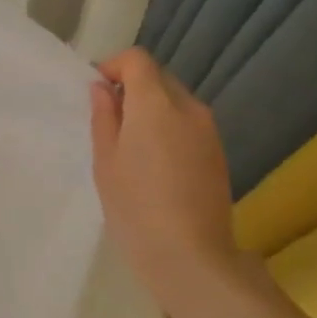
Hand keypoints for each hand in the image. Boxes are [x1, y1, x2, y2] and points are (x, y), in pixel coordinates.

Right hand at [89, 48, 264, 317]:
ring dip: (153, 109)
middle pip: (159, 77)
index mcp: (155, 104)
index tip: (97, 91)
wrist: (192, 258)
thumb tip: (103, 89)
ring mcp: (208, 131)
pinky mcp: (219, 153)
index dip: (114, 66)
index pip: (138, 59)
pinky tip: (157, 165)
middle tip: (111, 121)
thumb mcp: (106, 162)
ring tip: (133, 146)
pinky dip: (170, 128)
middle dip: (133, 87)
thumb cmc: (136, 208)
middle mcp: (188, 107)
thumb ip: (104, 117)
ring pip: (176, 101)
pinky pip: (189, 124)